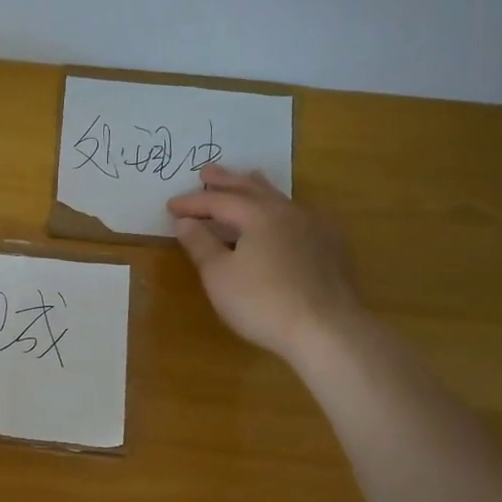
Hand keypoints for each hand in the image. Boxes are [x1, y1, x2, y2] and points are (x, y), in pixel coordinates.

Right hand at [168, 166, 363, 362]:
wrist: (326, 329)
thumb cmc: (262, 302)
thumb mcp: (218, 275)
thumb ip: (200, 244)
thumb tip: (185, 221)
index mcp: (258, 214)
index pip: (219, 200)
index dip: (192, 202)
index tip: (170, 205)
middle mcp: (288, 212)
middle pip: (252, 189)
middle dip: (227, 181)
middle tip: (207, 172)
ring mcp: (314, 227)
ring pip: (280, 199)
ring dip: (258, 188)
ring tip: (249, 178)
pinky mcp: (331, 247)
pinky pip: (300, 215)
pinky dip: (282, 208)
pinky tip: (286, 215)